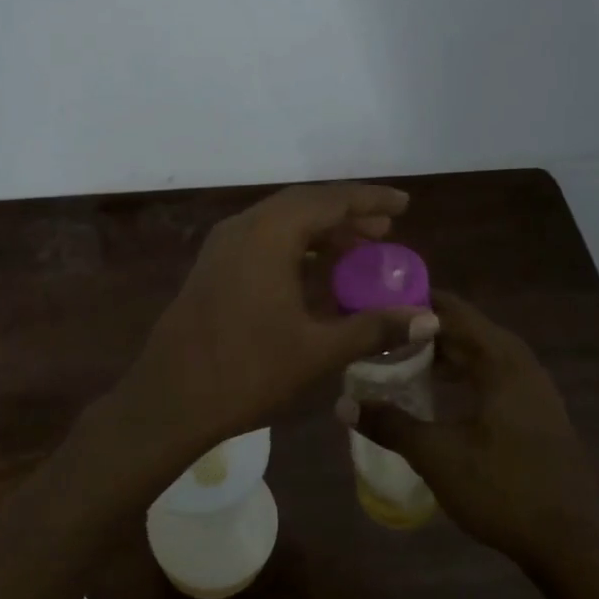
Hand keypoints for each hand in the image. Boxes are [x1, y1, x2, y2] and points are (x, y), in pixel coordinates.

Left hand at [109, 183, 434, 466]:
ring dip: (320, 231)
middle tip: (385, 229)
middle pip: (303, 205)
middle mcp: (242, 228)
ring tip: (358, 250)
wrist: (170, 398)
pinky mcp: (212, 267)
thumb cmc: (247, 371)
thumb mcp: (317, 350)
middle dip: (346, 214)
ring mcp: (221, 247)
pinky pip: (262, 241)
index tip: (403, 204)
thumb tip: (429, 319)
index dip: (369, 200)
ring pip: (280, 222)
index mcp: (268, 234)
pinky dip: (294, 247)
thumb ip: (374, 327)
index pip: (328, 200)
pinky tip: (315, 273)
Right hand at [339, 290, 598, 598]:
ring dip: (443, 355)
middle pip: (466, 331)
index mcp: (501, 363)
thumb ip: (390, 424)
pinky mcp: (536, 415)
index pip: (454, 311)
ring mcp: (533, 391)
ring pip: (480, 356)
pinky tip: (437, 394)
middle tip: (379, 333)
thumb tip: (342, 404)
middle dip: (423, 330)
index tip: (376, 304)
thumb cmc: (503, 490)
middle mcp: (521, 366)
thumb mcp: (437, 456)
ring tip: (399, 360)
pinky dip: (462, 376)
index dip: (414, 303)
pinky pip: (492, 377)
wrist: (572, 546)